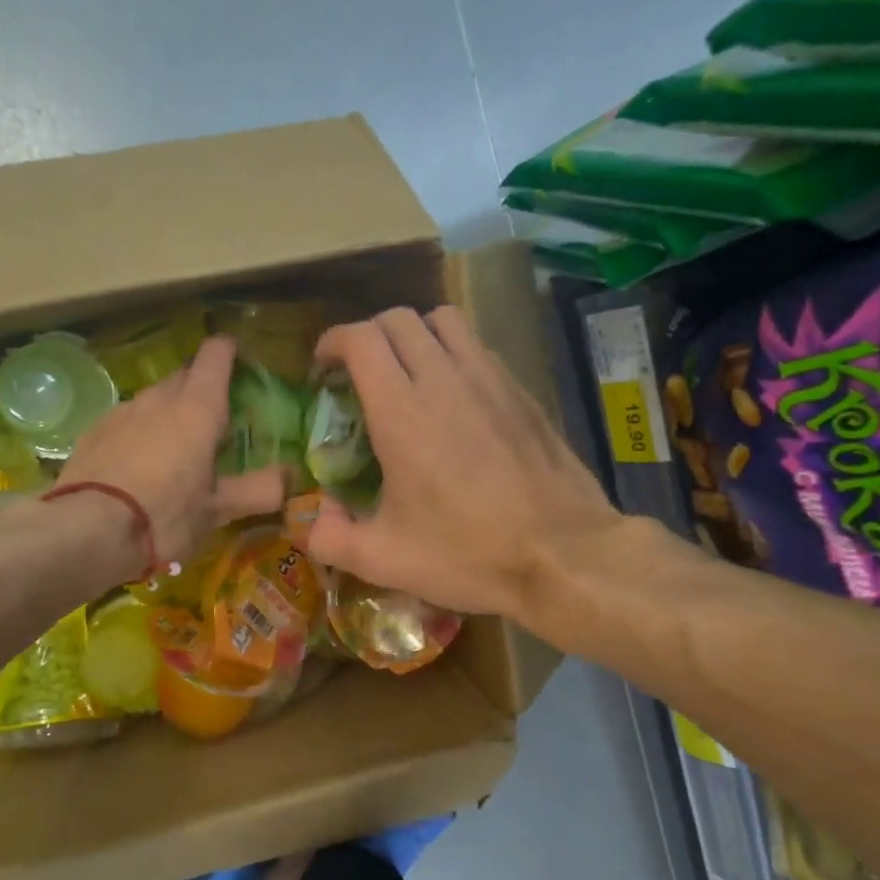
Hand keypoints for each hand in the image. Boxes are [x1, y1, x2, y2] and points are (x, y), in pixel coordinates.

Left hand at [59, 336, 284, 567]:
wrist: (86, 532)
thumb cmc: (164, 515)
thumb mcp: (217, 511)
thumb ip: (258, 490)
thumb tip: (291, 477)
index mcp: (197, 408)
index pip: (216, 356)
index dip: (229, 352)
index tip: (239, 362)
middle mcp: (158, 399)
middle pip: (184, 376)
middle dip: (200, 389)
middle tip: (214, 423)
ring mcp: (120, 413)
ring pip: (152, 400)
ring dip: (167, 414)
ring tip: (175, 451)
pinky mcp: (92, 433)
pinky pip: (125, 422)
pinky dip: (138, 434)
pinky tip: (137, 467)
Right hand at [307, 307, 625, 619]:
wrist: (563, 555)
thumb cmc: (468, 554)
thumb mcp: (384, 560)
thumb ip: (331, 538)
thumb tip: (316, 517)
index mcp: (402, 412)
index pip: (360, 339)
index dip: (332, 342)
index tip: (323, 367)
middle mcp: (444, 379)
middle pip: (398, 319)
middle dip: (368, 335)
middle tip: (358, 372)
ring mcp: (489, 379)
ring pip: (443, 320)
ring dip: (414, 334)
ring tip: (406, 372)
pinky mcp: (521, 391)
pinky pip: (477, 347)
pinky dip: (452, 353)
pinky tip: (453, 398)